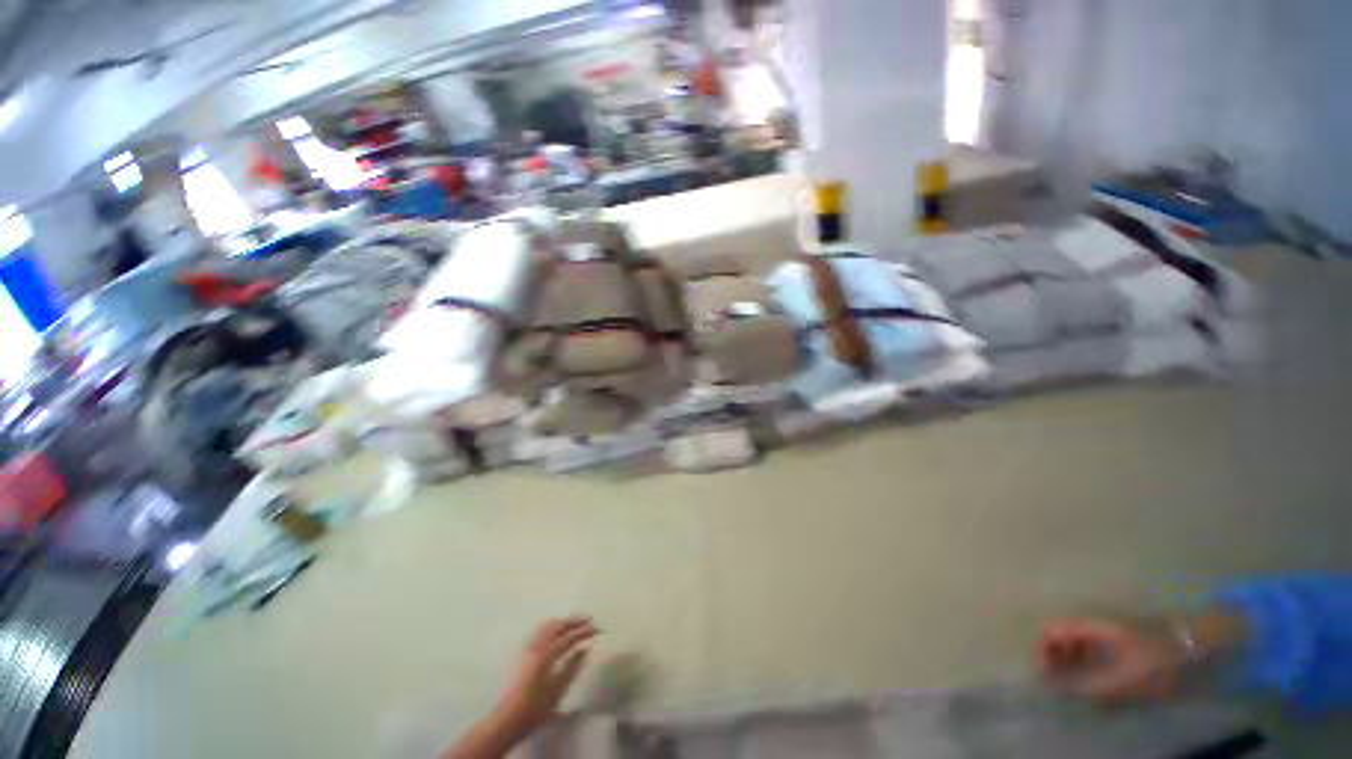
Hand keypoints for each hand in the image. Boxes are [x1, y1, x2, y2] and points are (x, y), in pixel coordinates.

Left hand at [494, 616, 598, 732]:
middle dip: (574, 621)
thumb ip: (572, 666)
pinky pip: (541, 631)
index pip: (570, 636)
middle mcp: (537, 645)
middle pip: (558, 626)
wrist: (508, 719)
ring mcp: (528, 647)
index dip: (584, 631)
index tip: (597, 628)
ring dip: (563, 623)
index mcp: (547, 654)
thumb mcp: (558, 689)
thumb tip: (584, 648)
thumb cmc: (536, 707)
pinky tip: (557, 632)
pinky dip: (552, 627)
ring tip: (575, 624)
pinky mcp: (523, 652)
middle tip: (588, 620)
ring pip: (548, 626)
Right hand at [1037, 616, 1189, 703]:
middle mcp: (1090, 621)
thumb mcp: (1125, 679)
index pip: (1051, 631)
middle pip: (1058, 631)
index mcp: (1088, 626)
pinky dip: (1080, 655)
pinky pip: (1085, 640)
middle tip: (1055, 678)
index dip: (1043, 651)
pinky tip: (1091, 672)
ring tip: (1072, 679)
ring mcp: (1103, 625)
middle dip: (1053, 654)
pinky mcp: (1114, 633)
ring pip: (1072, 636)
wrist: (1189, 644)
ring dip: (1066, 656)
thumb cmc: (1154, 660)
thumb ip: (1091, 686)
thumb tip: (1060, 688)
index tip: (1044, 674)